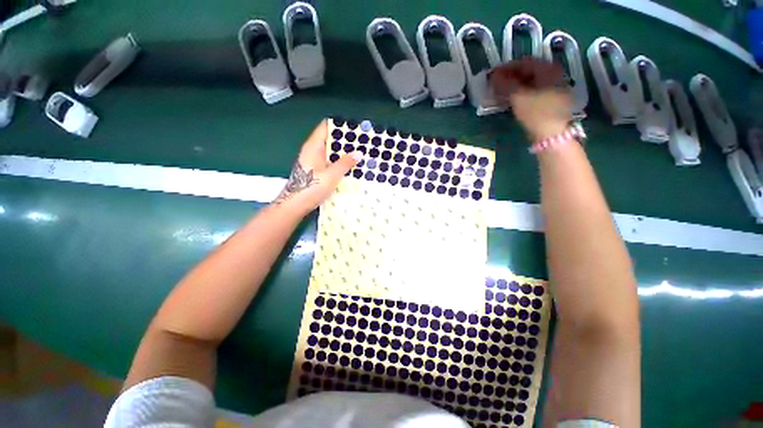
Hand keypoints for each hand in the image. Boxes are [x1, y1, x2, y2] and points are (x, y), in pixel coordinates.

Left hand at [275, 120, 360, 214]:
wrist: (295, 205)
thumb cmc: (311, 187)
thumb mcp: (332, 175)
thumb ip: (345, 163)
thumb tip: (358, 153)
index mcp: (314, 147)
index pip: (325, 127)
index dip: (339, 126)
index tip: (354, 128)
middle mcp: (312, 151)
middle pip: (329, 139)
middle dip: (345, 140)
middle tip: (361, 143)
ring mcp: (313, 161)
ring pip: (330, 151)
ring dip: (343, 152)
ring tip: (359, 154)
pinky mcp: (315, 170)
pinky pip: (329, 161)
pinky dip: (338, 162)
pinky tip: (349, 167)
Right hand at [490, 58, 572, 140]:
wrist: (552, 134)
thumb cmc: (536, 112)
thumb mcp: (518, 97)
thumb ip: (505, 84)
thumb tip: (494, 76)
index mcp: (548, 69)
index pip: (523, 62)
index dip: (506, 68)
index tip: (492, 75)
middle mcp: (553, 74)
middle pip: (527, 72)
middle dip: (510, 78)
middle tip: (495, 85)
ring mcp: (553, 88)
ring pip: (530, 82)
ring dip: (514, 87)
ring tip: (500, 94)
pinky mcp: (550, 100)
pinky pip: (533, 91)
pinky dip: (520, 94)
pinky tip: (511, 100)